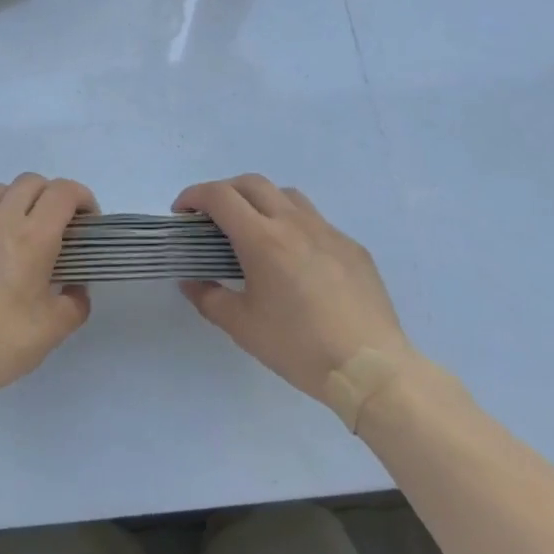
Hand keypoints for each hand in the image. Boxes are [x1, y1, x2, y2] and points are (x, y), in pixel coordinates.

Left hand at [0, 174, 97, 396]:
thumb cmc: (2, 340)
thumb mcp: (54, 328)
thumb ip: (75, 302)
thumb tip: (75, 289)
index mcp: (33, 237)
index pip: (63, 192)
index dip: (82, 198)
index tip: (88, 223)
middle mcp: (1, 221)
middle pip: (31, 182)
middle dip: (52, 195)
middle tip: (60, 226)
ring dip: (18, 200)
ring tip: (23, 231)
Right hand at [176, 175, 414, 402]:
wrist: (372, 370)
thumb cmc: (299, 347)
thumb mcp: (243, 328)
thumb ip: (209, 298)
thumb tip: (190, 281)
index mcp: (262, 239)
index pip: (219, 196)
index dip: (194, 196)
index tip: (182, 213)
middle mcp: (294, 223)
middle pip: (251, 183)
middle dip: (224, 192)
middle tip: (212, 218)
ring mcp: (327, 231)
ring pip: (286, 195)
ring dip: (261, 201)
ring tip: (254, 230)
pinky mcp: (352, 247)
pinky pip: (316, 222)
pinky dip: (294, 226)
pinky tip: (296, 260)